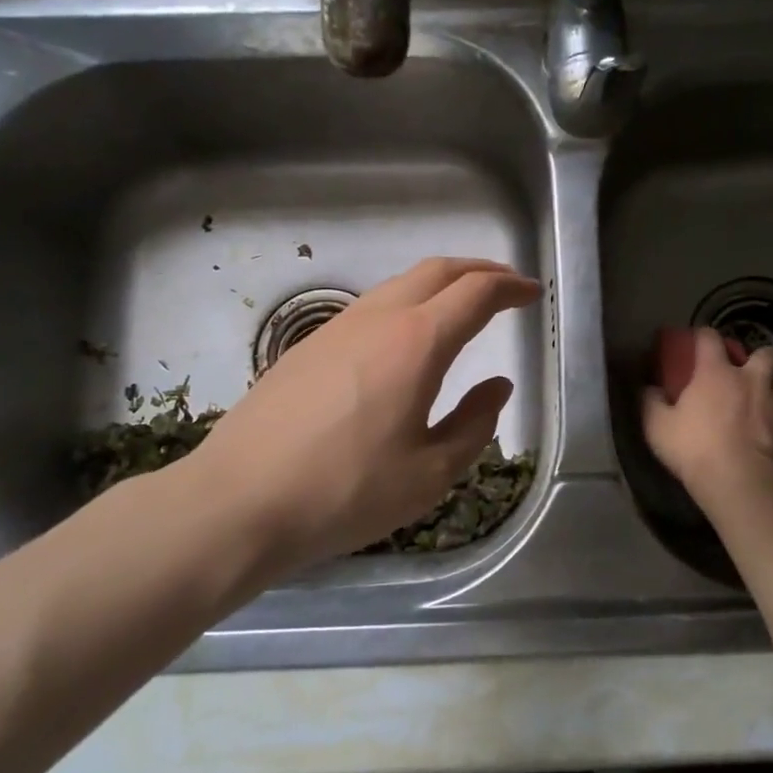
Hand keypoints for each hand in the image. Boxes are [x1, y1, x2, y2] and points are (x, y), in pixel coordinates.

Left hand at [170, 257, 538, 577]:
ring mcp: (336, 328)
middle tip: (506, 286)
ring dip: (440, 284)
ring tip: (462, 306)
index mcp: (417, 342)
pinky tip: (406, 339)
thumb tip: (498, 386)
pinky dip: (407, 304)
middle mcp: (378, 318)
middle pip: (438, 270)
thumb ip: (475, 424)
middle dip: (479, 270)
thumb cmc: (346, 492)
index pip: (476, 293)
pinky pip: (372, 307)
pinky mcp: (307, 346)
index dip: (511, 287)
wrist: (238, 502)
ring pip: (400, 284)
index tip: (533, 294)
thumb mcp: (430, 473)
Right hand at [642, 328, 772, 504]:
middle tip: (743, 374)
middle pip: (763, 352)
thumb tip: (648, 388)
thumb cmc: (696, 449)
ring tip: (765, 400)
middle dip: (755, 358)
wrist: (744, 483)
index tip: (697, 342)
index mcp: (715, 372)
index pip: (710, 337)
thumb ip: (651, 402)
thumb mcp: (657, 427)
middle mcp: (752, 378)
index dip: (703, 336)